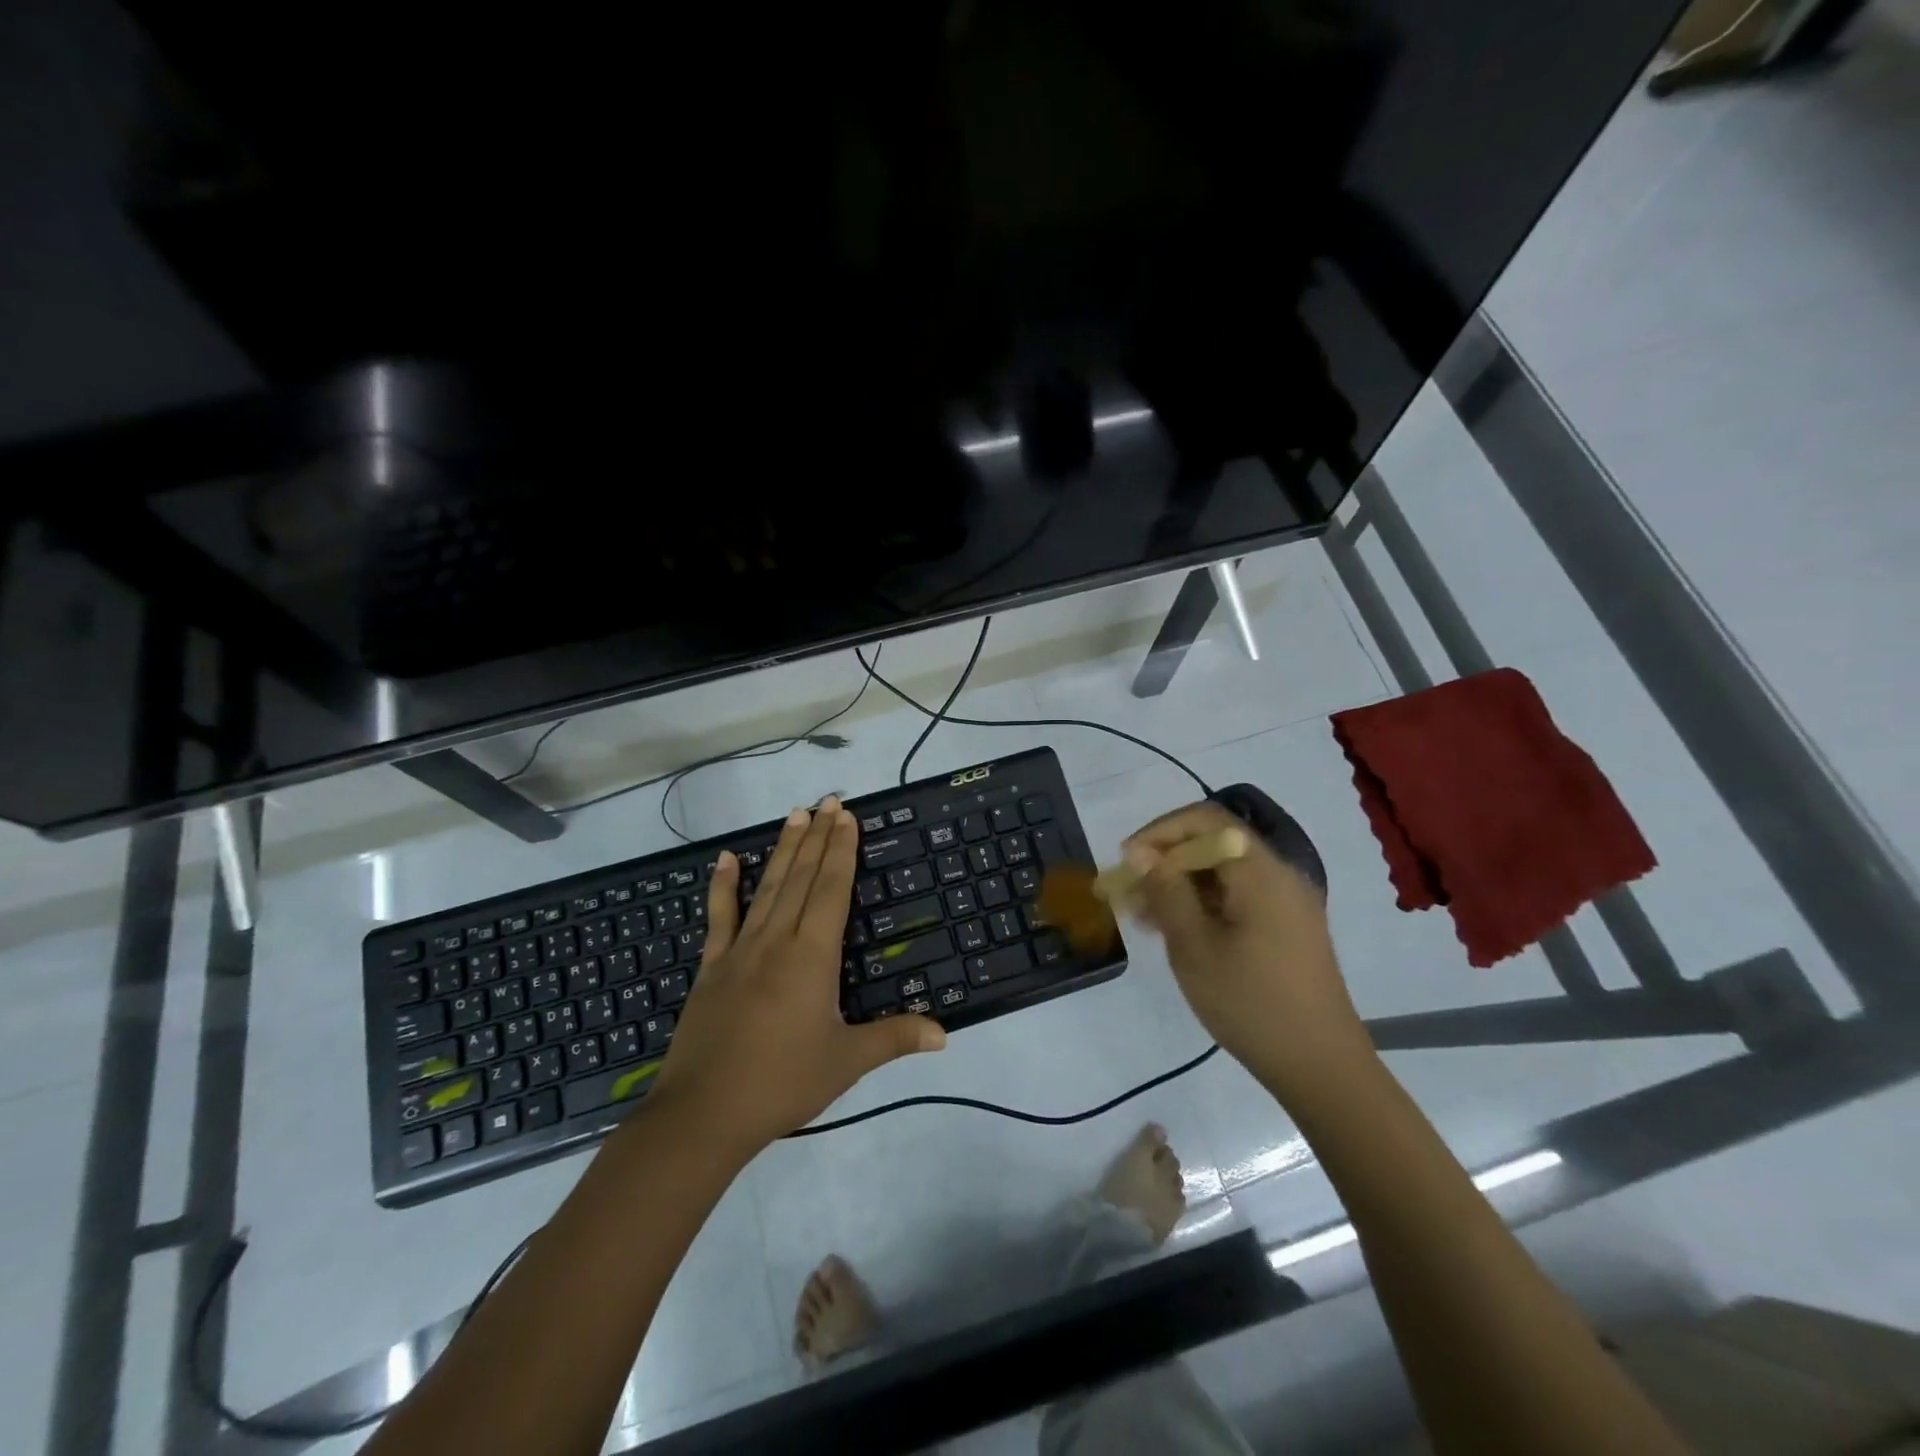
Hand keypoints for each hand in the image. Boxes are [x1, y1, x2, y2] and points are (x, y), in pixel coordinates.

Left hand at [648, 797, 945, 1154]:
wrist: (704, 1114)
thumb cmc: (783, 1083)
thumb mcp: (847, 1062)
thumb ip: (895, 1038)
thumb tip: (945, 1033)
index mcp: (813, 956)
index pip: (831, 889)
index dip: (841, 850)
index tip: (846, 816)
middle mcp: (777, 940)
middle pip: (801, 877)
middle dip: (817, 836)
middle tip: (827, 799)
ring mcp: (740, 950)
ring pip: (767, 887)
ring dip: (782, 849)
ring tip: (794, 814)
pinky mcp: (712, 967)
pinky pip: (719, 917)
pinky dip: (723, 886)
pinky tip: (725, 859)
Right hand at [1123, 802, 1370, 1101]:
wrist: (1321, 1068)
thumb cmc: (1251, 1003)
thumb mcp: (1194, 946)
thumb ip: (1166, 890)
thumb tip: (1140, 851)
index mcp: (1261, 872)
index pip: (1205, 821)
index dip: (1160, 831)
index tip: (1127, 859)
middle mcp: (1278, 876)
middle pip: (1214, 845)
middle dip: (1165, 861)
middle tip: (1127, 893)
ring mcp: (1286, 904)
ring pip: (1223, 874)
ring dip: (1180, 886)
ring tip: (1141, 916)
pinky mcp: (1287, 929)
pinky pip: (1238, 899)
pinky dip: (1203, 905)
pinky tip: (1174, 931)